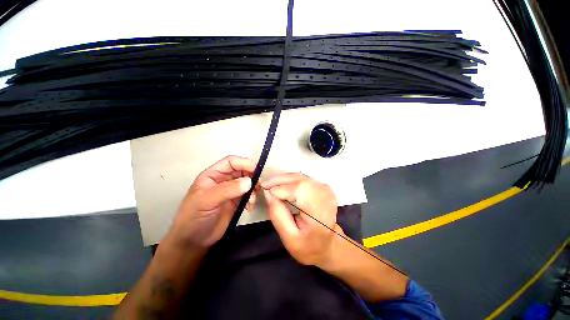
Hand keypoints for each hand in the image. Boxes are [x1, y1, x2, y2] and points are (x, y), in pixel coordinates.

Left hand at [166, 156, 255, 249]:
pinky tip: (249, 206)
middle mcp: (223, 180)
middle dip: (252, 176)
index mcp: (213, 175)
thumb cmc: (194, 218)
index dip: (244, 163)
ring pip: (247, 182)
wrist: (194, 241)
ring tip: (252, 199)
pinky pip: (248, 194)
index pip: (231, 162)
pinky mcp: (236, 201)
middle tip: (258, 186)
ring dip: (253, 188)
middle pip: (242, 170)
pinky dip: (252, 197)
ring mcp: (230, 191)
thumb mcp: (206, 201)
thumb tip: (249, 181)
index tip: (256, 170)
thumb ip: (227, 189)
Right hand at [262, 173, 339, 266]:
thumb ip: (277, 215)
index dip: (280, 189)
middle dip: (280, 180)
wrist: (328, 244)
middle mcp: (325, 197)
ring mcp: (325, 189)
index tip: (265, 191)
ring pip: (300, 176)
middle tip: (265, 184)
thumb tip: (267, 192)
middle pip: (300, 180)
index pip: (299, 191)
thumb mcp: (289, 238)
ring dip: (284, 179)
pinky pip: (303, 178)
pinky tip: (282, 185)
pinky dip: (290, 179)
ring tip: (271, 185)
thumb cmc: (308, 246)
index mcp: (319, 214)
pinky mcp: (323, 186)